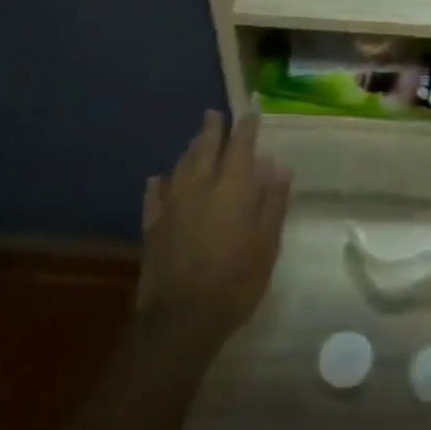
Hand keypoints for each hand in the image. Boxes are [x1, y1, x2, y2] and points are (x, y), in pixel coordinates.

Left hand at [134, 111, 290, 355]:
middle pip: (205, 149)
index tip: (251, 112)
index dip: (247, 127)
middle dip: (212, 130)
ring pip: (180, 166)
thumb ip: (272, 201)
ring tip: (196, 141)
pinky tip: (158, 178)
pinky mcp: (152, 226)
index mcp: (232, 188)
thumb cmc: (236, 280)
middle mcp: (200, 187)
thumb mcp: (267, 242)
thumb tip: (278, 166)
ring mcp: (172, 205)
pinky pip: (155, 195)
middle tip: (214, 114)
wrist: (181, 318)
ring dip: (190, 150)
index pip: (241, 147)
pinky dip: (159, 182)